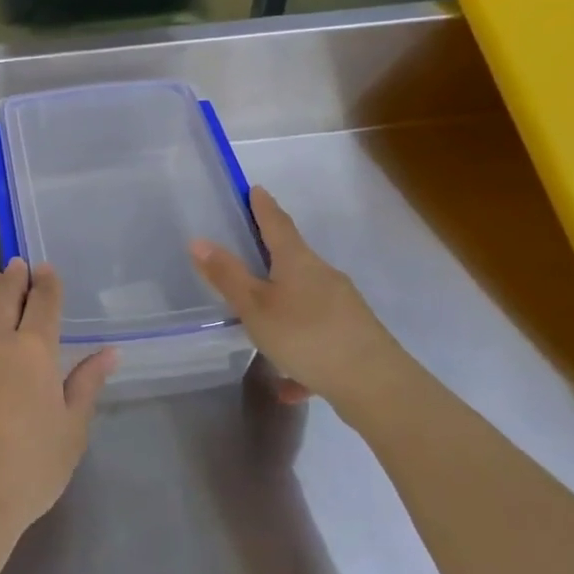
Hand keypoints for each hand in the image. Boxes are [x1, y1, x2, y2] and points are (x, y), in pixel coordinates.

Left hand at [0, 259, 116, 539]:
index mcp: (34, 352)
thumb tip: (109, 352)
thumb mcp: (72, 430)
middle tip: (17, 264)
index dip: (47, 284)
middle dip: (13, 278)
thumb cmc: (29, 468)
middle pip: (3, 298)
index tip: (46, 269)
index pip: (43, 305)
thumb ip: (87, 385)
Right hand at [192, 185, 395, 404]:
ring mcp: (343, 307)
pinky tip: (288, 383)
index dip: (264, 207)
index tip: (255, 189)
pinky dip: (300, 351)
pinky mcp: (353, 337)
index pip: (277, 224)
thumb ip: (227, 276)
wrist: (375, 384)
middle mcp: (324, 276)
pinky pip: (317, 338)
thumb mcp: (255, 307)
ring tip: (261, 323)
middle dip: (273, 255)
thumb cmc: (306, 335)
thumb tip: (198, 240)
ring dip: (284, 305)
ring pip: (306, 300)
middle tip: (250, 250)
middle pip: (295, 259)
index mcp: (298, 262)